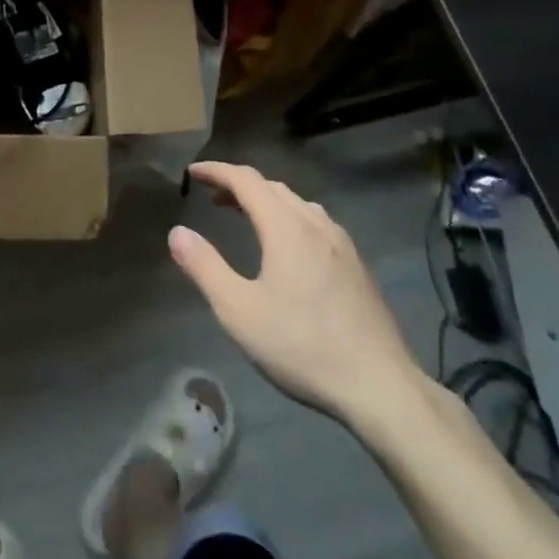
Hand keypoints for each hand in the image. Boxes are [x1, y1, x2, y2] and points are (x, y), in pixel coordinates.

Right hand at [169, 161, 429, 435]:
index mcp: (286, 227)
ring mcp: (342, 244)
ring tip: (246, 217)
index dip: (216, 171)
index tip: (192, 173)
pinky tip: (288, 248)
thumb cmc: (303, 346)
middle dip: (239, 185)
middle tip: (212, 198)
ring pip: (297, 204)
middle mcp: (316, 224)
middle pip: (272, 187)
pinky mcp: (357, 266)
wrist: (381, 387)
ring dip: (266, 201)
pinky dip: (290, 218)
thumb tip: (177, 232)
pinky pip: (316, 223)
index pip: (246, 180)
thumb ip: (205, 267)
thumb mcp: (239, 311)